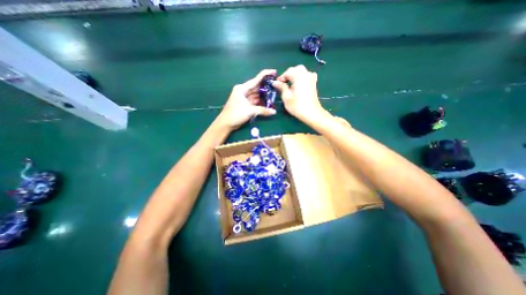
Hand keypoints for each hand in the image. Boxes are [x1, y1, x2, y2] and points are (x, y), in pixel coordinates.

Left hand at [216, 69, 276, 130]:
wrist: (226, 124)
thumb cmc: (235, 114)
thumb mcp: (250, 111)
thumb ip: (263, 110)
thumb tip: (274, 112)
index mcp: (242, 88)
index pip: (256, 79)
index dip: (266, 75)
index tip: (274, 72)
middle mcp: (244, 91)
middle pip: (257, 87)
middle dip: (267, 87)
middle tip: (277, 85)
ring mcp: (245, 98)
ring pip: (257, 94)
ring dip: (264, 95)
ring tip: (275, 94)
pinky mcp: (245, 104)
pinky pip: (255, 101)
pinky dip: (261, 102)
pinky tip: (268, 102)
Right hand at [273, 64, 327, 122]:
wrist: (312, 113)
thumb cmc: (297, 106)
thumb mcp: (286, 97)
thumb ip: (281, 87)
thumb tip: (275, 82)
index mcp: (299, 76)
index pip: (288, 72)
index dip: (281, 78)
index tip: (276, 85)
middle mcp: (306, 74)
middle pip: (296, 69)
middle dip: (288, 75)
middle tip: (283, 84)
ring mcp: (311, 78)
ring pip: (302, 72)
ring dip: (295, 76)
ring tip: (290, 85)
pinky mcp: (314, 84)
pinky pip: (307, 76)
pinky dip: (301, 78)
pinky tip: (298, 85)